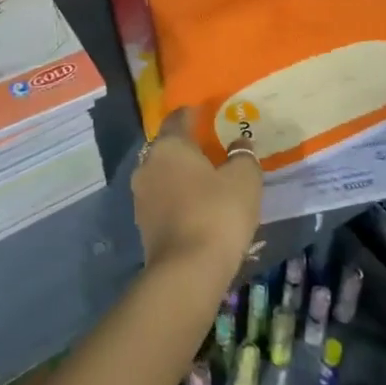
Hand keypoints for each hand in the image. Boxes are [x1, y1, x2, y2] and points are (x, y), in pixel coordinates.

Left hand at [130, 108, 261, 280]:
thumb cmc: (217, 213)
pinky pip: (162, 200)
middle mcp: (148, 165)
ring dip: (180, 175)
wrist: (187, 271)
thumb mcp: (244, 180)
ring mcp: (141, 196)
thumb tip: (241, 142)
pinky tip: (195, 207)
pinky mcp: (142, 224)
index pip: (177, 119)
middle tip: (209, 149)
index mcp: (169, 146)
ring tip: (205, 181)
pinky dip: (176, 198)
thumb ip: (243, 156)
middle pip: (167, 147)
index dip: (192, 114)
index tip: (205, 113)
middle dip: (186, 148)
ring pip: (162, 175)